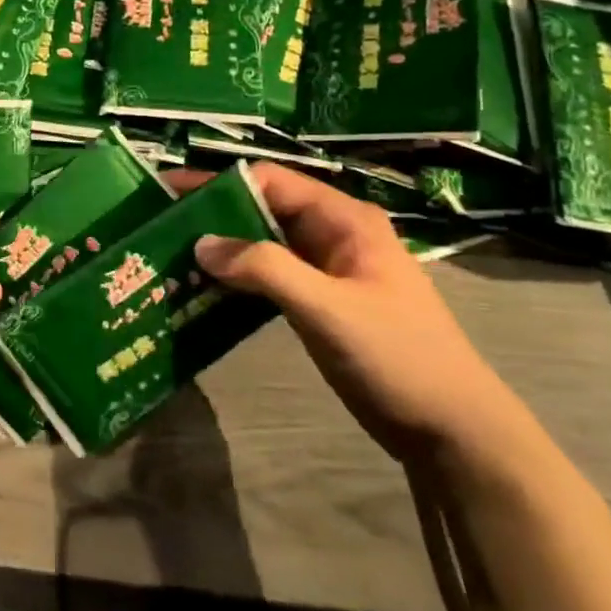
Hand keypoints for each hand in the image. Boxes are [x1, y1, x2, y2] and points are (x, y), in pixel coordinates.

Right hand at [179, 162, 519, 460]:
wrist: (452, 429)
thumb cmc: (398, 357)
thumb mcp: (329, 309)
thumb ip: (265, 269)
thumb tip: (200, 244)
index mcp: (343, 220)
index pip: (270, 182)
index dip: (218, 184)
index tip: (168, 194)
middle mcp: (332, 234)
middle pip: (261, 209)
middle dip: (212, 215)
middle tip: (158, 225)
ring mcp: (326, 270)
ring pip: (261, 244)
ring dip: (220, 248)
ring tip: (168, 256)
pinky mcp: (318, 302)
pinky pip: (268, 277)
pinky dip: (235, 279)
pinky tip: (201, 290)